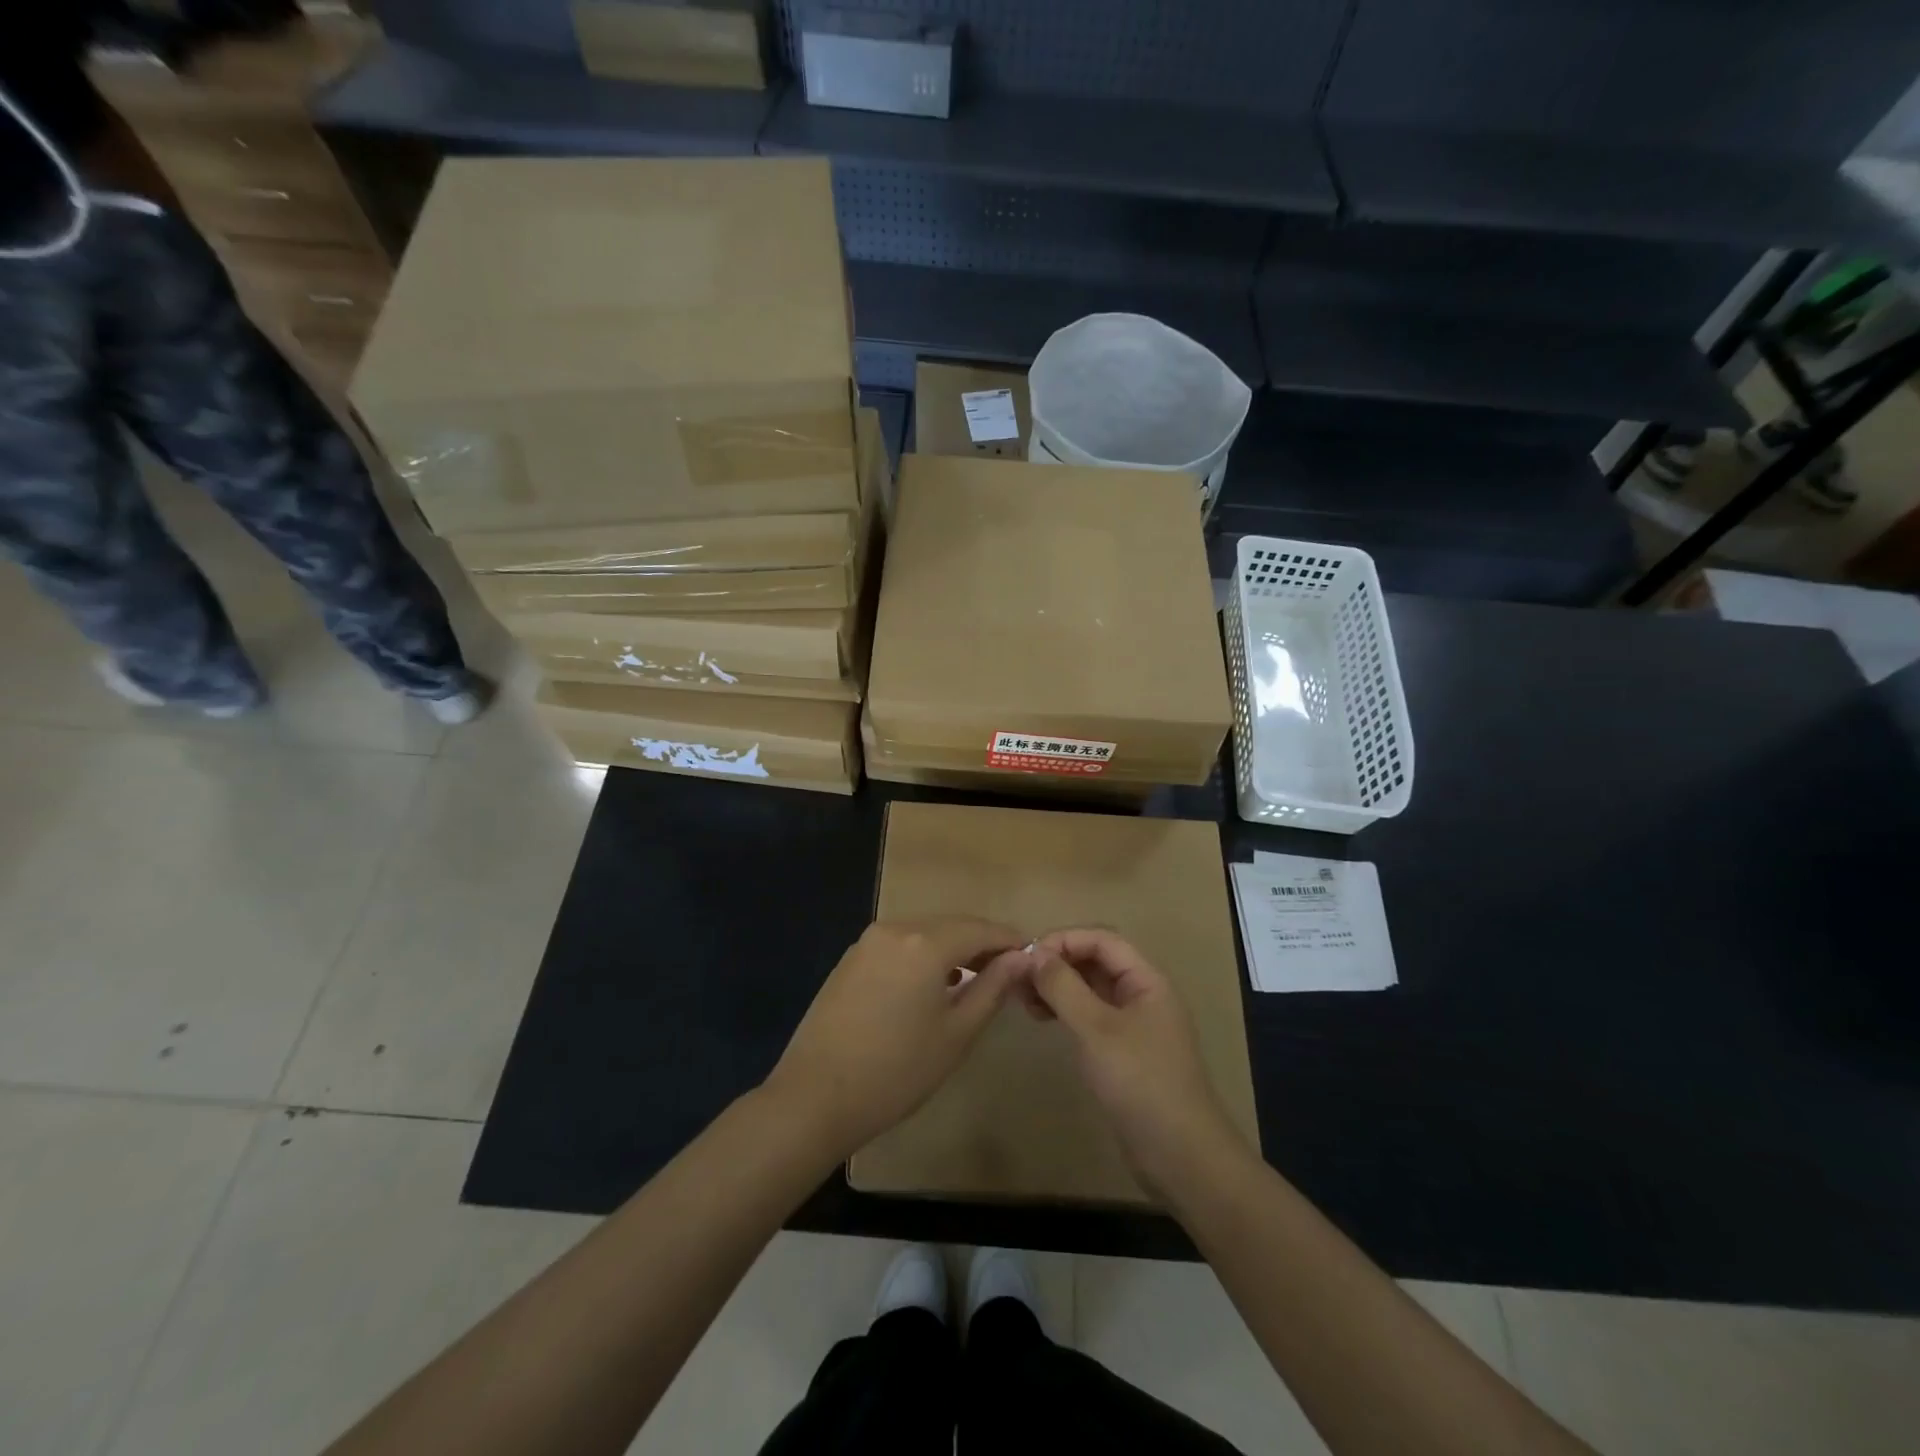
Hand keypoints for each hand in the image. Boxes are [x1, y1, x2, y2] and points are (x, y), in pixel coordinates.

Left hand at [763, 917, 1032, 1159]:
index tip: (1031, 959)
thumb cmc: (896, 1070)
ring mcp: (867, 942)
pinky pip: (899, 946)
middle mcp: (895, 928)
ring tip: (973, 981)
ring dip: (952, 950)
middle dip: (981, 944)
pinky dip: (922, 957)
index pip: (980, 928)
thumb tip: (1020, 959)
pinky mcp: (850, 960)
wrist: (814, 1097)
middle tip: (1007, 973)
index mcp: (925, 942)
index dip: (1009, 941)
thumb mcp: (956, 1033)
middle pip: (951, 926)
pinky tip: (930, 986)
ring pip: (923, 933)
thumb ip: (992, 988)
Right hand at [1029, 928, 1245, 1196]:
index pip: (1102, 939)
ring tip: (1024, 1001)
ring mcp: (1134, 1024)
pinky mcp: (1124, 1051)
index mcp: (1146, 980)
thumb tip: (1034, 953)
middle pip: (1096, 961)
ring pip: (1091, 988)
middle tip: (1019, 980)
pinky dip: (1066, 1011)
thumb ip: (1064, 987)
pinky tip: (1043, 1020)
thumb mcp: (1096, 1029)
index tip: (1027, 956)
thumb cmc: (1140, 1082)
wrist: (1180, 1155)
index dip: (1064, 939)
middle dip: (1057, 963)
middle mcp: (1142, 994)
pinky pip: (1091, 1015)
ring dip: (1058, 987)